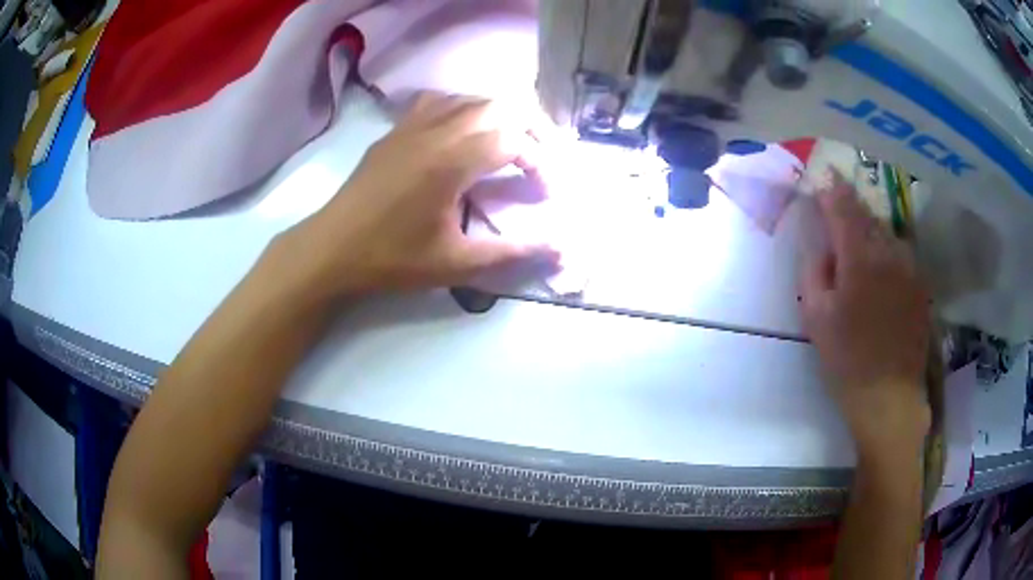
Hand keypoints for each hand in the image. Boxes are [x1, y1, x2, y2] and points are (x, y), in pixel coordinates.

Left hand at [281, 92, 559, 299]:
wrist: (332, 249)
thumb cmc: (392, 259)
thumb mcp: (456, 263)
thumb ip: (511, 252)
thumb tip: (560, 249)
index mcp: (452, 160)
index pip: (515, 140)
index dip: (541, 163)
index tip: (546, 193)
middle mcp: (436, 131)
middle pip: (499, 106)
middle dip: (531, 128)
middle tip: (541, 159)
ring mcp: (412, 125)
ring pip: (470, 99)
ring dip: (500, 115)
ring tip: (512, 143)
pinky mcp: (395, 130)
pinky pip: (438, 101)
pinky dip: (463, 108)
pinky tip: (463, 131)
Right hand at [800, 171, 930, 459]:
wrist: (889, 398)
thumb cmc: (847, 360)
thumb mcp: (816, 317)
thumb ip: (814, 269)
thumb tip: (820, 242)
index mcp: (860, 255)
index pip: (843, 203)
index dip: (830, 188)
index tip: (820, 182)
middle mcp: (889, 250)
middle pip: (867, 213)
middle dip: (850, 210)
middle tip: (837, 219)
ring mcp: (910, 266)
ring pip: (886, 232)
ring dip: (870, 233)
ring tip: (860, 252)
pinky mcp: (921, 284)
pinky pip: (901, 254)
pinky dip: (887, 253)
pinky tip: (881, 276)